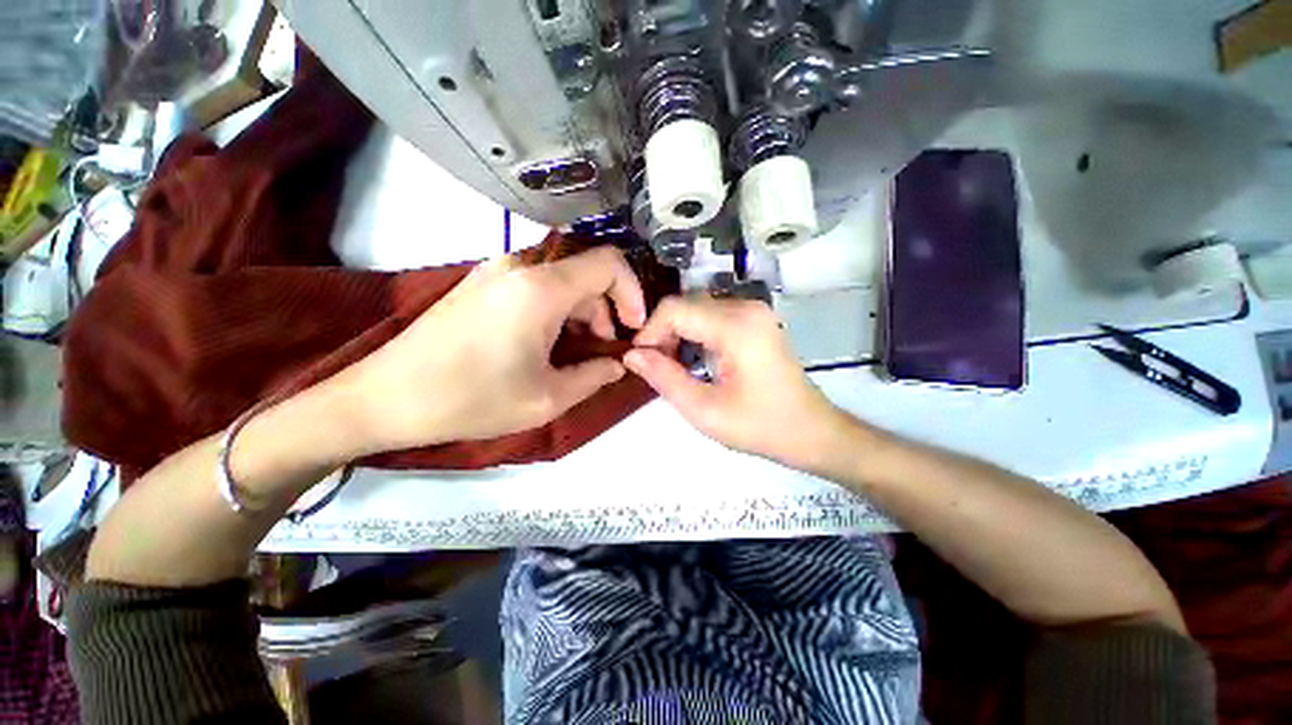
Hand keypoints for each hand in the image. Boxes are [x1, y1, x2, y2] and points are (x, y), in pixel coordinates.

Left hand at [339, 246, 646, 453]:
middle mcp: (521, 266)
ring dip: (582, 311)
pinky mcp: (482, 282)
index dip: (633, 292)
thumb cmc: (471, 400)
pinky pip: (537, 284)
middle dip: (607, 310)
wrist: (384, 398)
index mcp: (541, 289)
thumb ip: (595, 376)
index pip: (609, 263)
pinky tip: (547, 341)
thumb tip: (618, 364)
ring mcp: (497, 270)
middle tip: (603, 350)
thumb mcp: (547, 399)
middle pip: (587, 272)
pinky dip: (557, 309)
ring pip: (563, 279)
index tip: (633, 328)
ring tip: (575, 351)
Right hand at [624, 296, 853, 472]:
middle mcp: (745, 307)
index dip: (649, 332)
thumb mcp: (704, 410)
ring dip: (676, 334)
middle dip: (662, 334)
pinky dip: (693, 334)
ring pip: (695, 309)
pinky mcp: (755, 320)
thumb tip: (631, 355)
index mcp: (736, 326)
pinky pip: (711, 316)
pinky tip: (692, 360)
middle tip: (654, 368)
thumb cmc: (760, 426)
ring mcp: (753, 311)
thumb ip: (664, 378)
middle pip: (685, 305)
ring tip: (671, 367)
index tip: (639, 362)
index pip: (674, 309)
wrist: (811, 432)